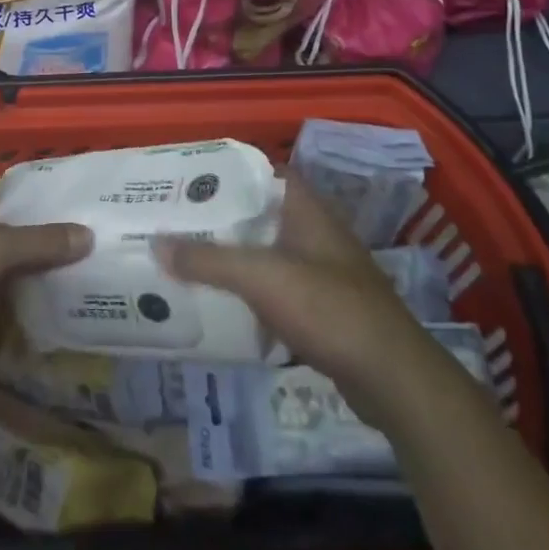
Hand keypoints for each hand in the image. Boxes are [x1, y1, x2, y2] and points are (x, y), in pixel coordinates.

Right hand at [154, 176, 424, 424]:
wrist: (392, 378)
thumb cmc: (327, 308)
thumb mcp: (261, 277)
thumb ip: (208, 260)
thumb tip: (156, 242)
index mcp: (305, 208)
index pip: (261, 172)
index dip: (225, 172)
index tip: (187, 180)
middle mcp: (314, 231)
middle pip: (258, 213)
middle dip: (220, 217)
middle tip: (175, 220)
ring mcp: (321, 270)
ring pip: (266, 252)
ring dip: (232, 255)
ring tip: (187, 258)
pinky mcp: (322, 308)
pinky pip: (275, 287)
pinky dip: (250, 290)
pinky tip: (221, 303)